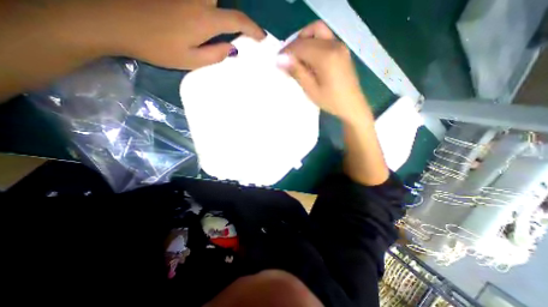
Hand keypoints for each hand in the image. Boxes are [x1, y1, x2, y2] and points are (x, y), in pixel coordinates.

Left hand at [55, 0, 265, 68]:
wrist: (112, 20)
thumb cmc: (157, 47)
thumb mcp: (191, 61)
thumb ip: (215, 55)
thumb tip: (233, 48)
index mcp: (205, 20)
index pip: (238, 20)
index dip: (253, 29)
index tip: (261, 37)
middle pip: (225, 0)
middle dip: (236, 13)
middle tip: (240, 26)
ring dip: (220, 8)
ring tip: (219, 26)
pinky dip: (207, 6)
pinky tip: (203, 16)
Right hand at [276, 20, 369, 123]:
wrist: (352, 105)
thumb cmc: (331, 101)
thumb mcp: (311, 89)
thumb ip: (297, 72)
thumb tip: (280, 59)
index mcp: (326, 56)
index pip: (301, 45)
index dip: (287, 51)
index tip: (278, 61)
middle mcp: (334, 45)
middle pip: (309, 33)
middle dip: (295, 44)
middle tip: (287, 59)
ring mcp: (340, 46)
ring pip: (317, 32)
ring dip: (304, 41)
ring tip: (297, 59)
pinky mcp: (342, 50)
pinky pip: (324, 39)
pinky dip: (313, 43)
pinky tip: (309, 59)